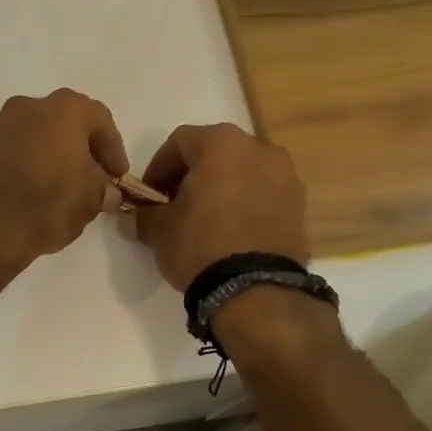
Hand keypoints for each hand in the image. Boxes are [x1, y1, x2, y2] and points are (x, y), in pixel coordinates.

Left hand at [0, 90, 129, 269]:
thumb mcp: (91, 199)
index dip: (113, 150)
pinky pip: (17, 148)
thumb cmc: (50, 202)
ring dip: (55, 153)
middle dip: (83, 148)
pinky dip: (31, 161)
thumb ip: (103, 189)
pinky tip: (38, 187)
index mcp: (65, 108)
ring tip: (65, 185)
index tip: (118, 177)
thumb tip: (107, 192)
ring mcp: (1, 124)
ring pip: (39, 133)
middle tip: (94, 178)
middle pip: (67, 122)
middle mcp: (31, 105)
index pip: (100, 120)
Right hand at [134, 122, 307, 290]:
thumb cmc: (199, 244)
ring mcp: (285, 175)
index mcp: (221, 143)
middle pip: (215, 153)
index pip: (179, 142)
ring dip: (221, 188)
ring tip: (206, 219)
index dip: (158, 168)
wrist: (255, 288)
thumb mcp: (158, 229)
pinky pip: (263, 194)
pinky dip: (245, 203)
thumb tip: (132, 217)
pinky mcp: (299, 204)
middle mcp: (258, 148)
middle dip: (192, 175)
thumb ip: (143, 215)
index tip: (149, 196)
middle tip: (175, 205)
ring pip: (242, 172)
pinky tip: (231, 231)